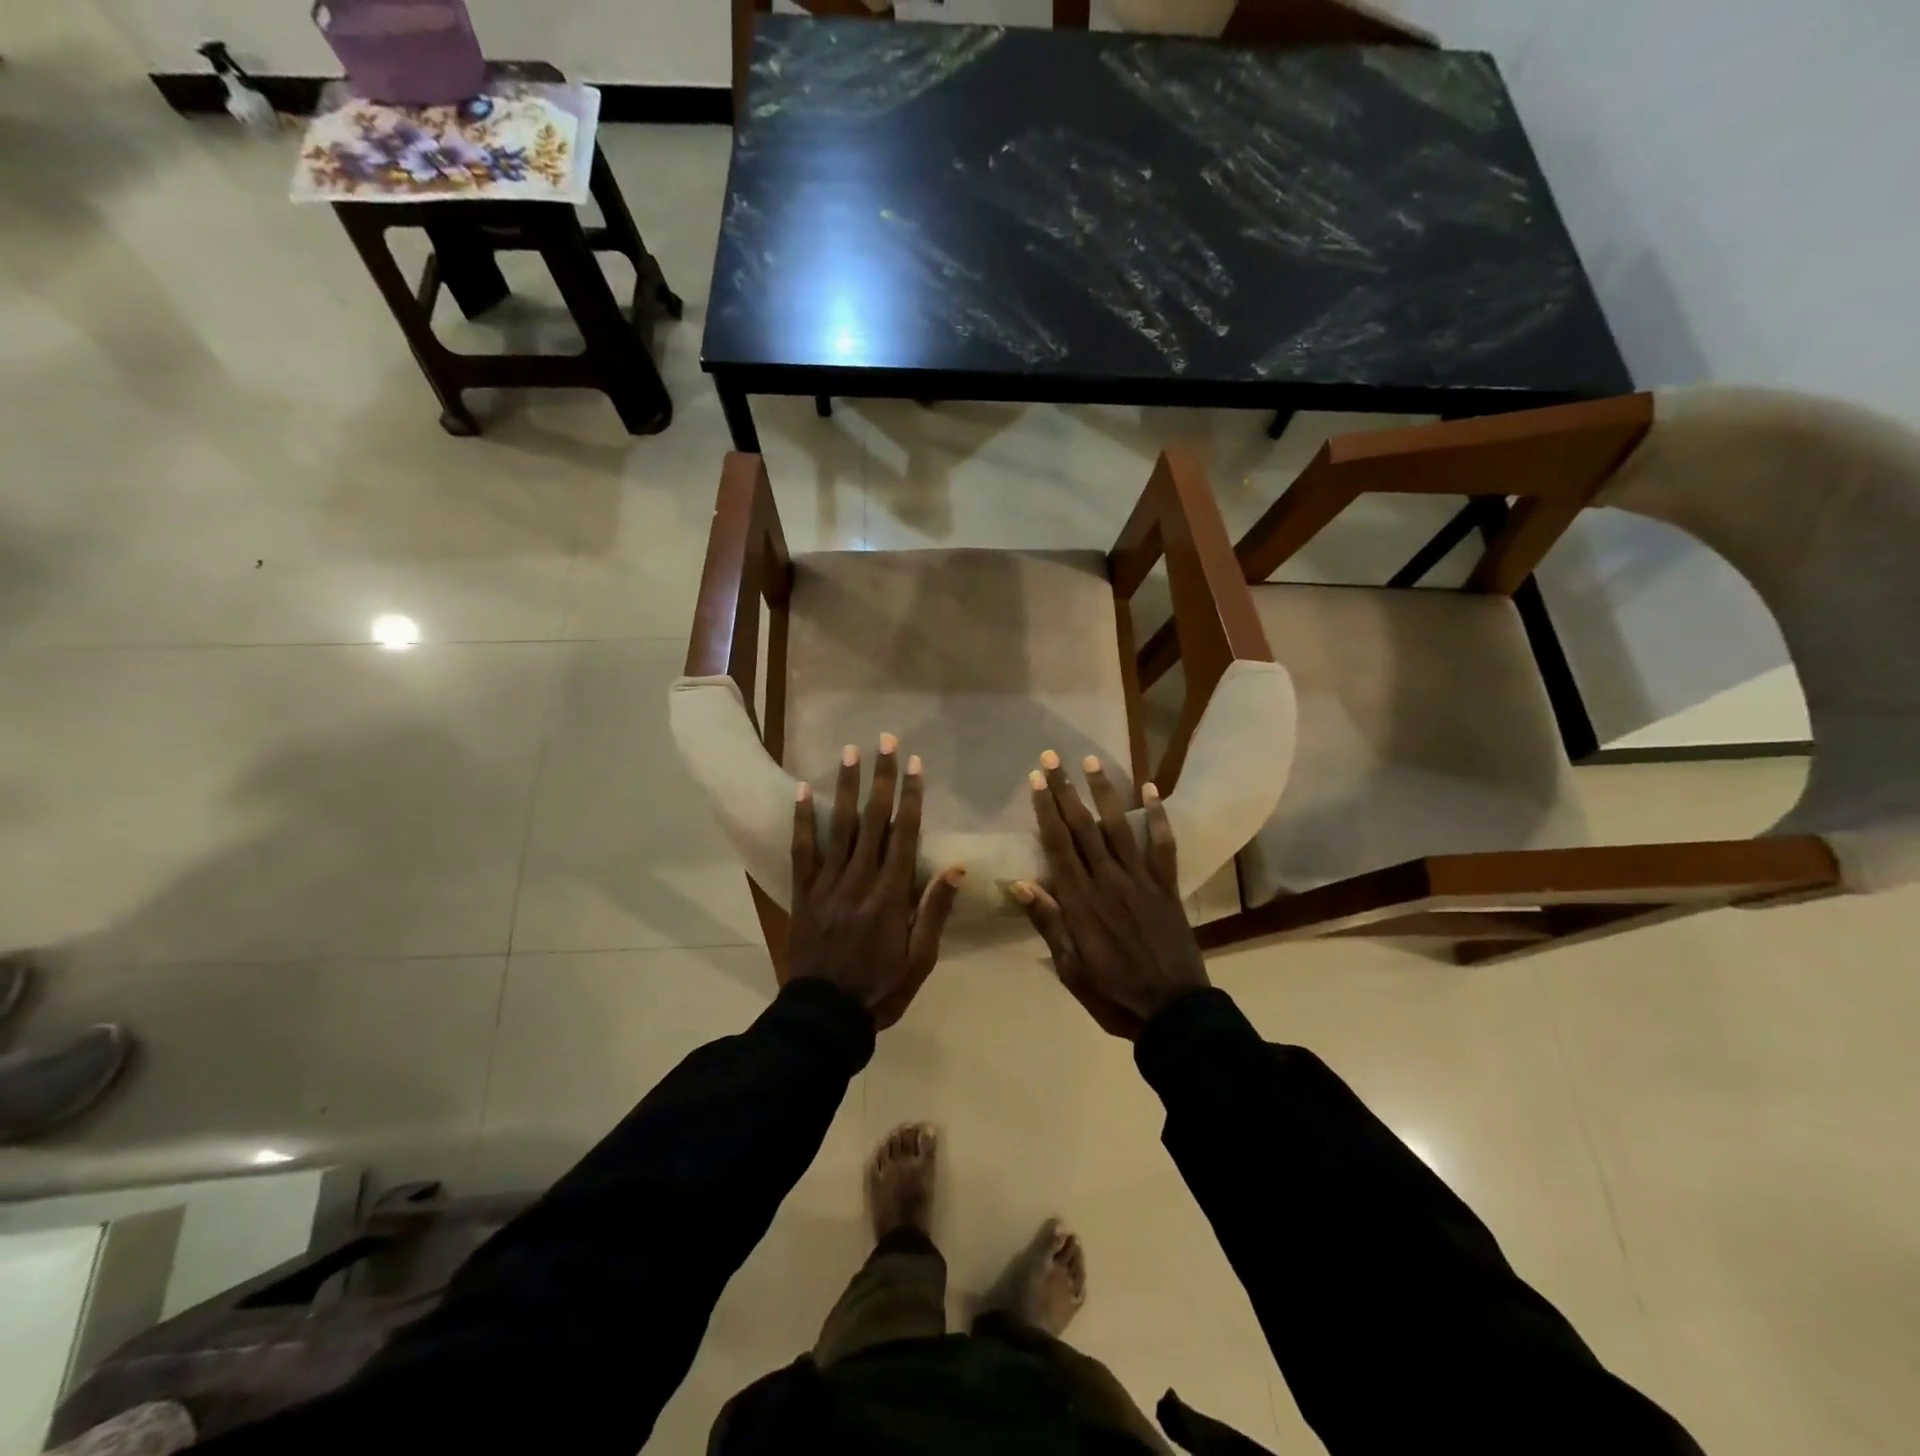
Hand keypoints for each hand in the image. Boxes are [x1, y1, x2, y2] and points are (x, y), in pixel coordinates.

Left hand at [789, 734, 965, 1029]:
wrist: (824, 1018)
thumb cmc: (880, 990)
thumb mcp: (920, 960)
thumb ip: (934, 911)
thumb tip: (957, 868)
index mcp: (891, 896)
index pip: (904, 835)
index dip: (911, 797)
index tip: (915, 764)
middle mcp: (859, 881)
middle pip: (873, 820)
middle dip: (881, 778)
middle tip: (884, 741)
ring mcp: (827, 885)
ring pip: (838, 827)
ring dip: (845, 787)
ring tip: (850, 752)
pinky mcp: (803, 894)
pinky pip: (802, 851)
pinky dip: (802, 820)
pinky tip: (801, 791)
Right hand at [1012, 752, 1208, 1039]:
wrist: (1173, 1012)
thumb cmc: (1113, 994)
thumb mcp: (1070, 968)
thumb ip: (1048, 923)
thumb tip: (1019, 883)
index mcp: (1081, 902)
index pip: (1058, 845)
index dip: (1046, 810)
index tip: (1036, 779)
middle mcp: (1108, 881)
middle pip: (1083, 828)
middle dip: (1066, 791)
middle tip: (1053, 757)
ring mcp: (1141, 881)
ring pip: (1119, 828)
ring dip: (1104, 793)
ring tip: (1092, 761)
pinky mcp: (1167, 887)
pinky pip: (1163, 846)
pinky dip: (1158, 817)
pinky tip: (1152, 789)